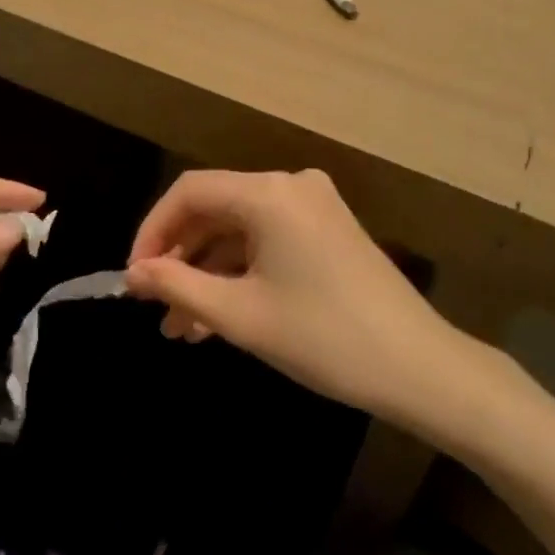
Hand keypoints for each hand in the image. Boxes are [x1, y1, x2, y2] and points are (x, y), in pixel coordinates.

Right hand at [125, 169, 461, 418]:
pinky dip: (240, 272)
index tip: (134, 277)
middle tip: (153, 306)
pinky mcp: (327, 229)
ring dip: (208, 273)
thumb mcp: (241, 315)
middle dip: (180, 258)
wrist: (420, 368)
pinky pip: (267, 240)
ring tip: (180, 327)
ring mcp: (313, 206)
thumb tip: (133, 273)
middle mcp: (290, 185)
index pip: (189, 192)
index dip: (153, 231)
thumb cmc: (323, 338)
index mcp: (268, 193)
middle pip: (215, 208)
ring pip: (239, 230)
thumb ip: (178, 285)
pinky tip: (218, 317)